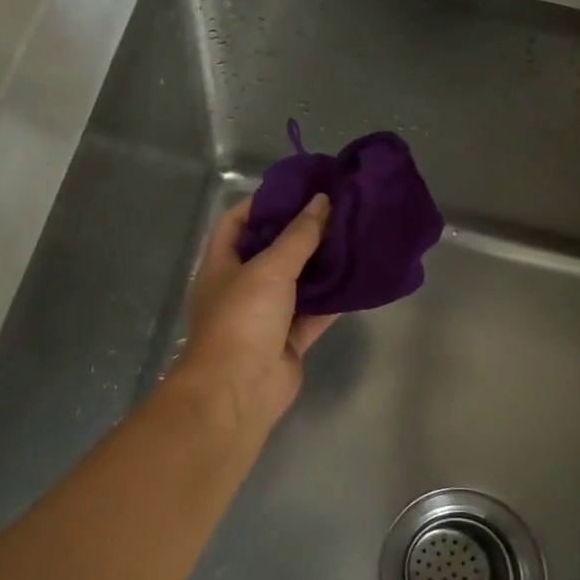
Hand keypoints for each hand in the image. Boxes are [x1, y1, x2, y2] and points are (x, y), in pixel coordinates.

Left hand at [175, 194, 336, 435]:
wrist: (239, 390)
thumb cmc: (242, 319)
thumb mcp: (269, 269)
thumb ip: (298, 236)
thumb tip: (321, 201)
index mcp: (221, 264)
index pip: (236, 222)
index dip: (263, 203)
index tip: (297, 188)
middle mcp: (240, 287)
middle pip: (271, 251)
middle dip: (300, 232)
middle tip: (336, 210)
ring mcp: (265, 316)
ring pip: (297, 283)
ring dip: (321, 265)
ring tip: (352, 236)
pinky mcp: (288, 341)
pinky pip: (314, 313)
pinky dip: (333, 299)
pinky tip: (358, 279)